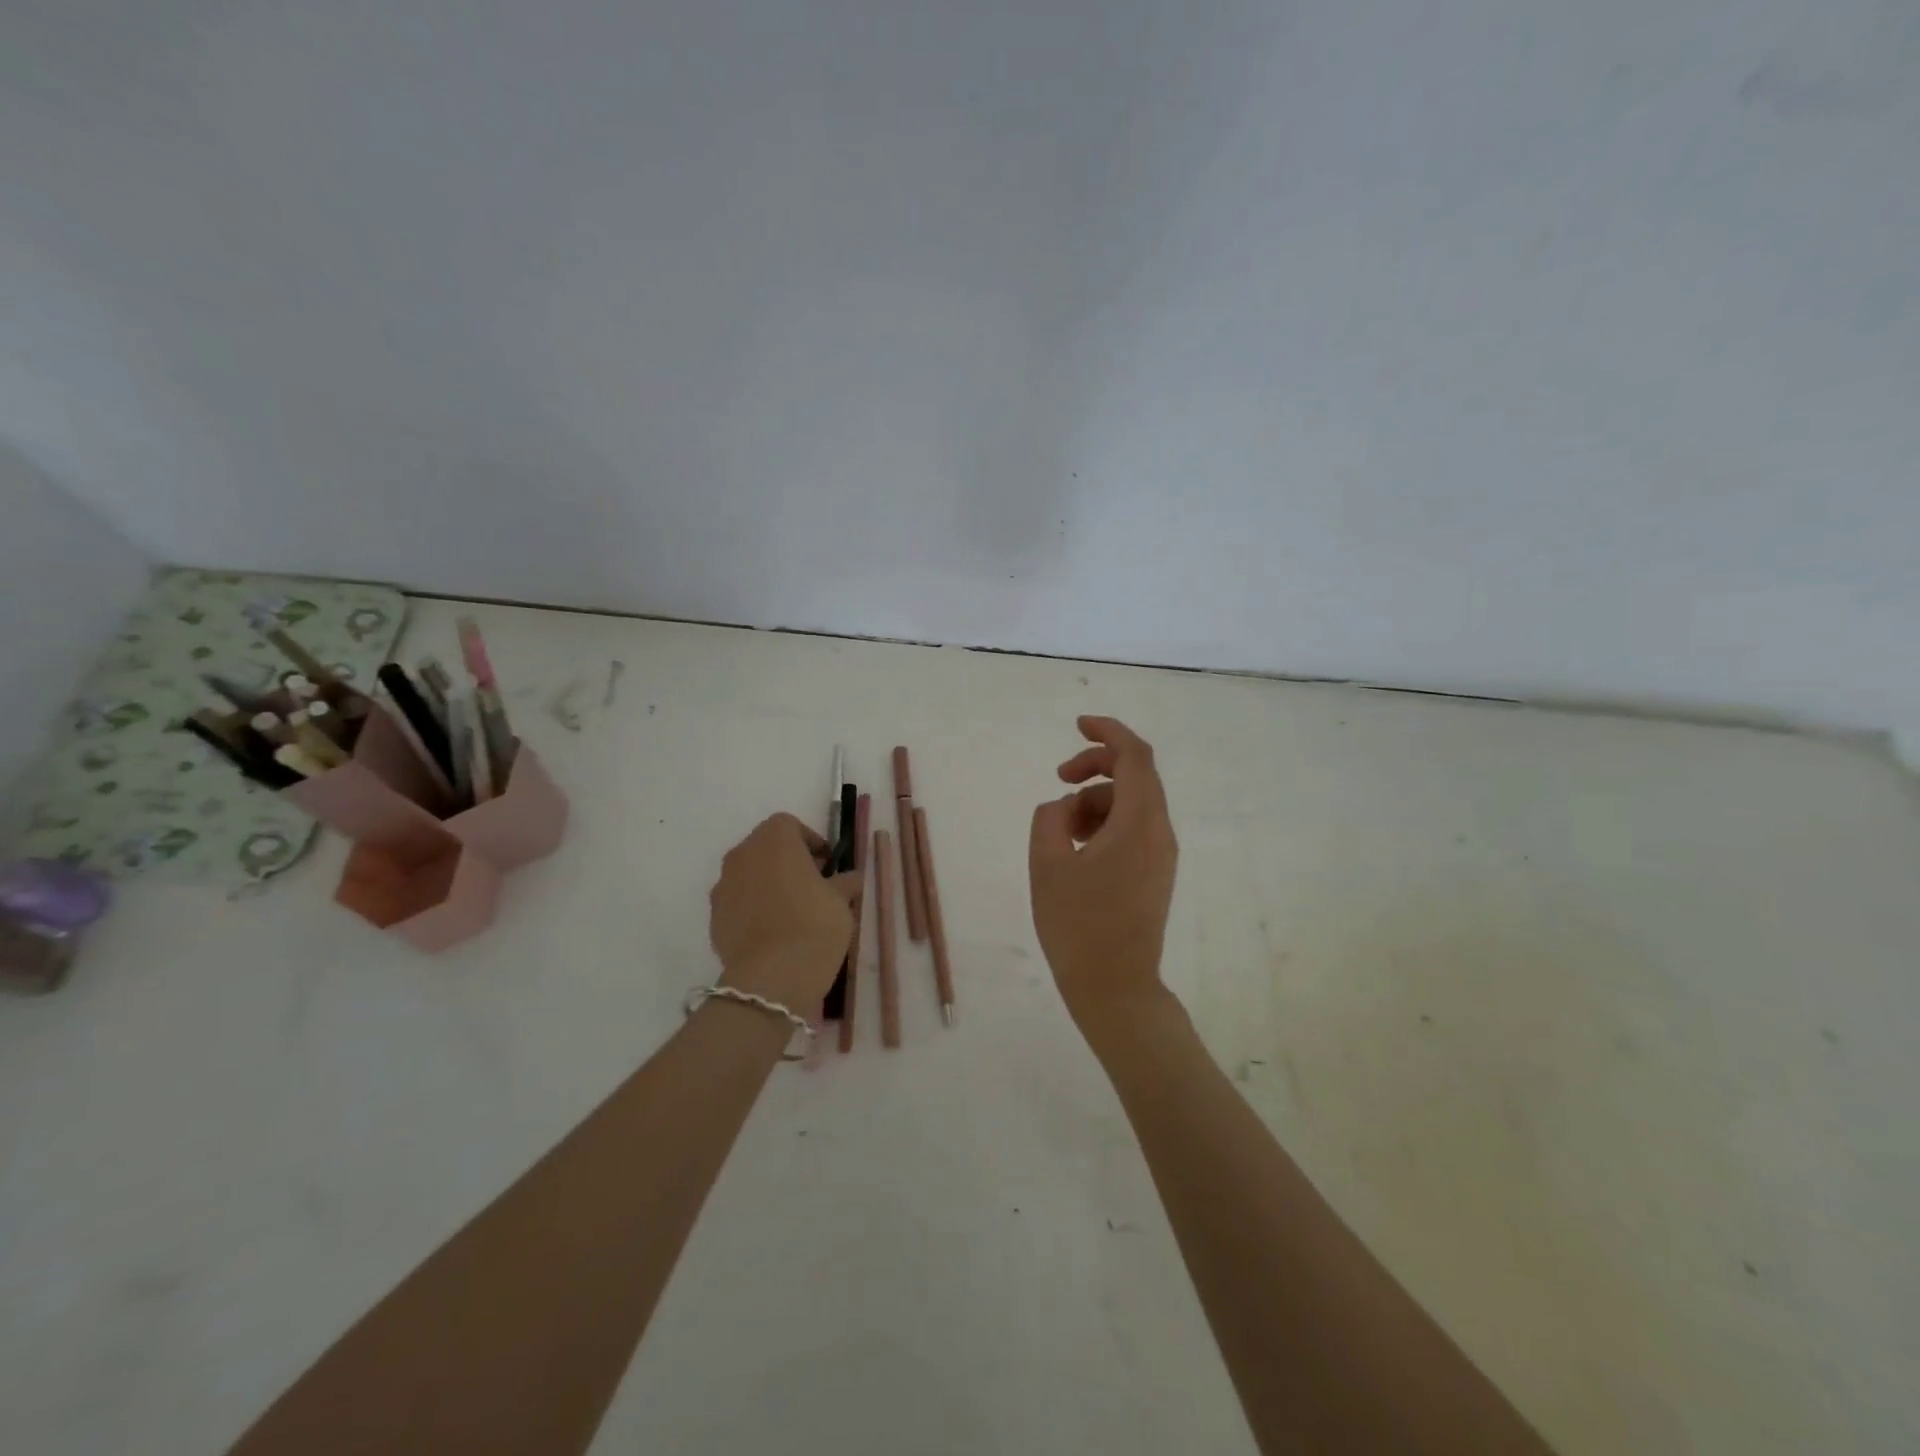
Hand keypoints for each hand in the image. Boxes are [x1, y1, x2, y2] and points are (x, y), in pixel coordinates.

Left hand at [708, 813, 860, 1008]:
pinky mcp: (714, 917)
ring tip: (791, 910)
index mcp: (774, 840)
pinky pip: (738, 902)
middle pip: (766, 847)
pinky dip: (753, 907)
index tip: (827, 864)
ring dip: (768, 883)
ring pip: (749, 874)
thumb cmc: (814, 925)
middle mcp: (743, 854)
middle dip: (788, 860)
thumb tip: (850, 877)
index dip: (810, 840)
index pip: (789, 825)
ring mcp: (723, 886)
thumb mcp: (843, 901)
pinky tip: (773, 931)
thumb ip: (846, 882)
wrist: (772, 978)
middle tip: (812, 884)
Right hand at [1028, 716, 1178, 1035]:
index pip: (1135, 756)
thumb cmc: (1077, 924)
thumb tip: (1066, 805)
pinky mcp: (1156, 873)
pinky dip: (1105, 823)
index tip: (1078, 725)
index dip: (1108, 731)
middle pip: (1136, 775)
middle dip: (1096, 766)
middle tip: (1059, 777)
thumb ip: (1052, 816)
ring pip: (1132, 803)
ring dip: (1096, 800)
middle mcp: (1159, 832)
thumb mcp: (1047, 862)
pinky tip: (1078, 849)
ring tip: (1062, 830)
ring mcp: (1162, 854)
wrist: (1115, 987)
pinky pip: (1133, 829)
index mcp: (1139, 823)